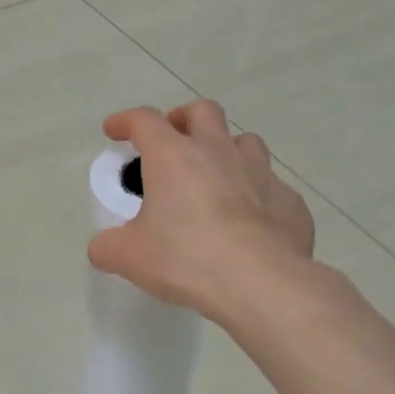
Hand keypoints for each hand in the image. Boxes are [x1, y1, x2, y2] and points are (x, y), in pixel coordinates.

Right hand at [87, 101, 315, 324]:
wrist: (260, 282)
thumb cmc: (185, 259)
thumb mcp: (128, 257)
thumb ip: (108, 246)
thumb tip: (104, 246)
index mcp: (173, 156)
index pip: (144, 120)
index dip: (125, 121)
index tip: (114, 131)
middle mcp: (218, 152)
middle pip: (203, 111)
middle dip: (184, 119)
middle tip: (174, 143)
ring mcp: (261, 173)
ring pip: (245, 142)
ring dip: (226, 151)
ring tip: (215, 179)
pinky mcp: (290, 201)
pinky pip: (271, 187)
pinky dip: (256, 196)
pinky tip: (249, 223)